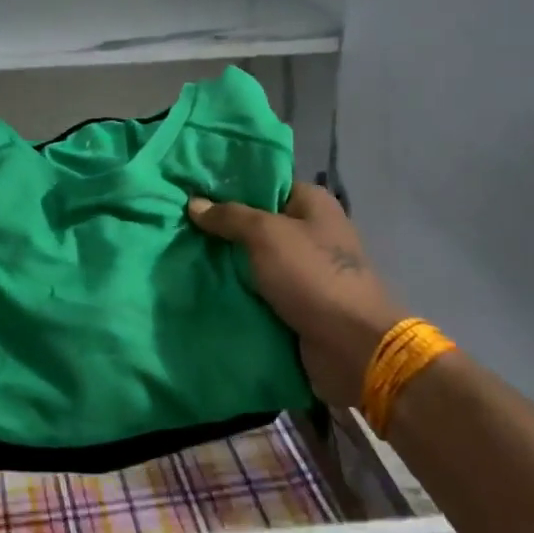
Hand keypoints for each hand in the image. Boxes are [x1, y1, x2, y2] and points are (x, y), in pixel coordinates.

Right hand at [186, 182, 401, 405]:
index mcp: (313, 203)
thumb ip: (229, 216)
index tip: (193, 191)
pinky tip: (203, 284)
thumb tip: (194, 202)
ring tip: (183, 253)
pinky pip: (260, 288)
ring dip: (226, 262)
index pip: (265, 184)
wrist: (352, 348)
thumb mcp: (265, 235)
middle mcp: (311, 231)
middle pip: (256, 222)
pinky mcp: (298, 301)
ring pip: (254, 258)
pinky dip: (237, 289)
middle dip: (222, 228)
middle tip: (180, 224)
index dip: (229, 187)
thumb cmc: (312, 276)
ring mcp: (305, 269)